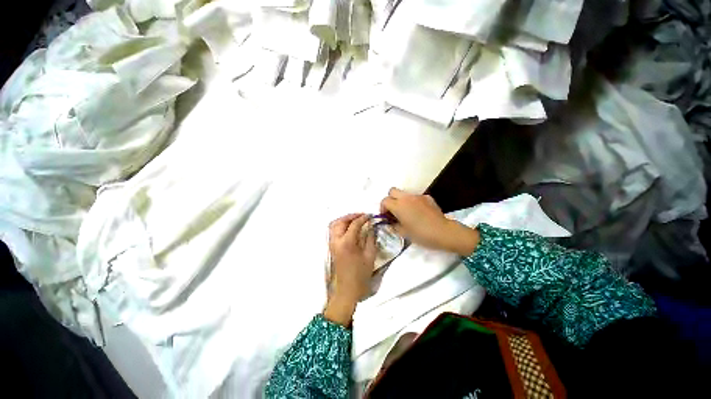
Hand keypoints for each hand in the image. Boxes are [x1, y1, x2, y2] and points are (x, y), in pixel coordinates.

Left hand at [325, 213, 376, 325]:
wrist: (347, 290)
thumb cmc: (361, 275)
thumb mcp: (370, 256)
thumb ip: (370, 239)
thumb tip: (371, 227)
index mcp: (347, 243)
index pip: (354, 224)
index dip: (363, 218)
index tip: (370, 216)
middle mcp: (337, 240)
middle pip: (341, 221)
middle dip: (352, 216)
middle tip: (363, 216)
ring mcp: (332, 244)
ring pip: (334, 224)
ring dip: (345, 219)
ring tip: (356, 220)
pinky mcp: (331, 247)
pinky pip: (333, 230)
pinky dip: (340, 225)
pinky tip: (349, 227)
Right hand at [380, 188, 479, 255]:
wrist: (443, 232)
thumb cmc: (421, 234)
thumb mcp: (404, 233)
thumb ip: (394, 225)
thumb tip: (391, 222)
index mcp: (398, 206)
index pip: (385, 201)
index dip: (382, 208)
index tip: (385, 216)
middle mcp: (406, 198)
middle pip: (392, 191)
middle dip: (390, 199)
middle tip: (393, 210)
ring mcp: (417, 196)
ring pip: (404, 193)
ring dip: (402, 200)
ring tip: (407, 212)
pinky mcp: (427, 197)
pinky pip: (416, 197)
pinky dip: (413, 202)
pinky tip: (419, 212)